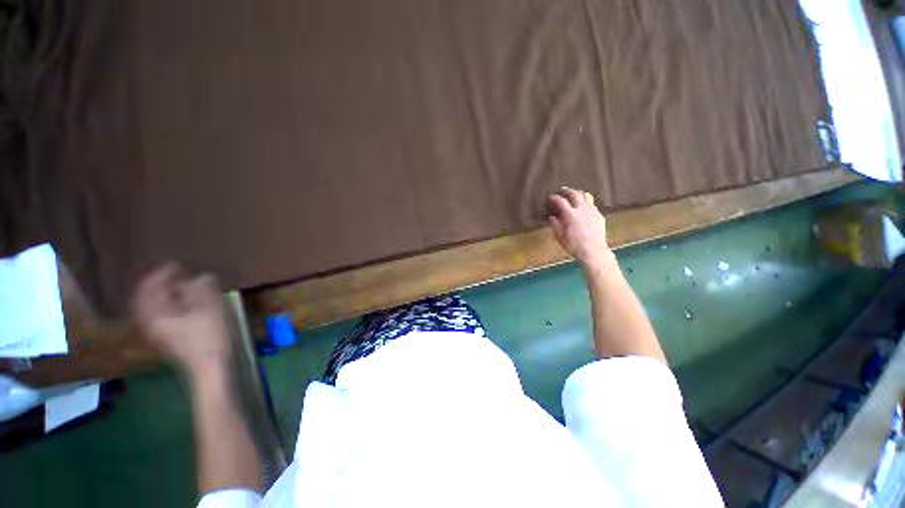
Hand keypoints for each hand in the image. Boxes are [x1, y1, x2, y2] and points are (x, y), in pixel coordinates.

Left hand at [132, 263, 231, 378]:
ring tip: (186, 286)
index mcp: (154, 313)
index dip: (162, 272)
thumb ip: (203, 287)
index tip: (179, 264)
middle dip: (163, 283)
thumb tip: (201, 276)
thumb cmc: (209, 336)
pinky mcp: (170, 339)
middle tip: (181, 273)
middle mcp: (150, 322)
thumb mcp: (210, 307)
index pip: (148, 286)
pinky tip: (189, 304)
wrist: (211, 369)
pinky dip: (174, 306)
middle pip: (149, 297)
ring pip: (157, 307)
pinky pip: (165, 315)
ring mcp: (159, 332)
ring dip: (169, 294)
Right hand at [548, 186, 610, 267]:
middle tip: (563, 189)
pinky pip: (592, 204)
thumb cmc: (574, 245)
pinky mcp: (599, 216)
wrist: (593, 251)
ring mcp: (592, 211)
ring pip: (586, 196)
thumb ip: (556, 225)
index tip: (551, 197)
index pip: (561, 201)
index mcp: (571, 215)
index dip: (555, 198)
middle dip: (568, 190)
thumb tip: (551, 217)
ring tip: (576, 193)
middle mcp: (582, 209)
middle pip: (575, 194)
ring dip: (579, 193)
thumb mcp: (560, 236)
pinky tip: (584, 207)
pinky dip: (586, 202)